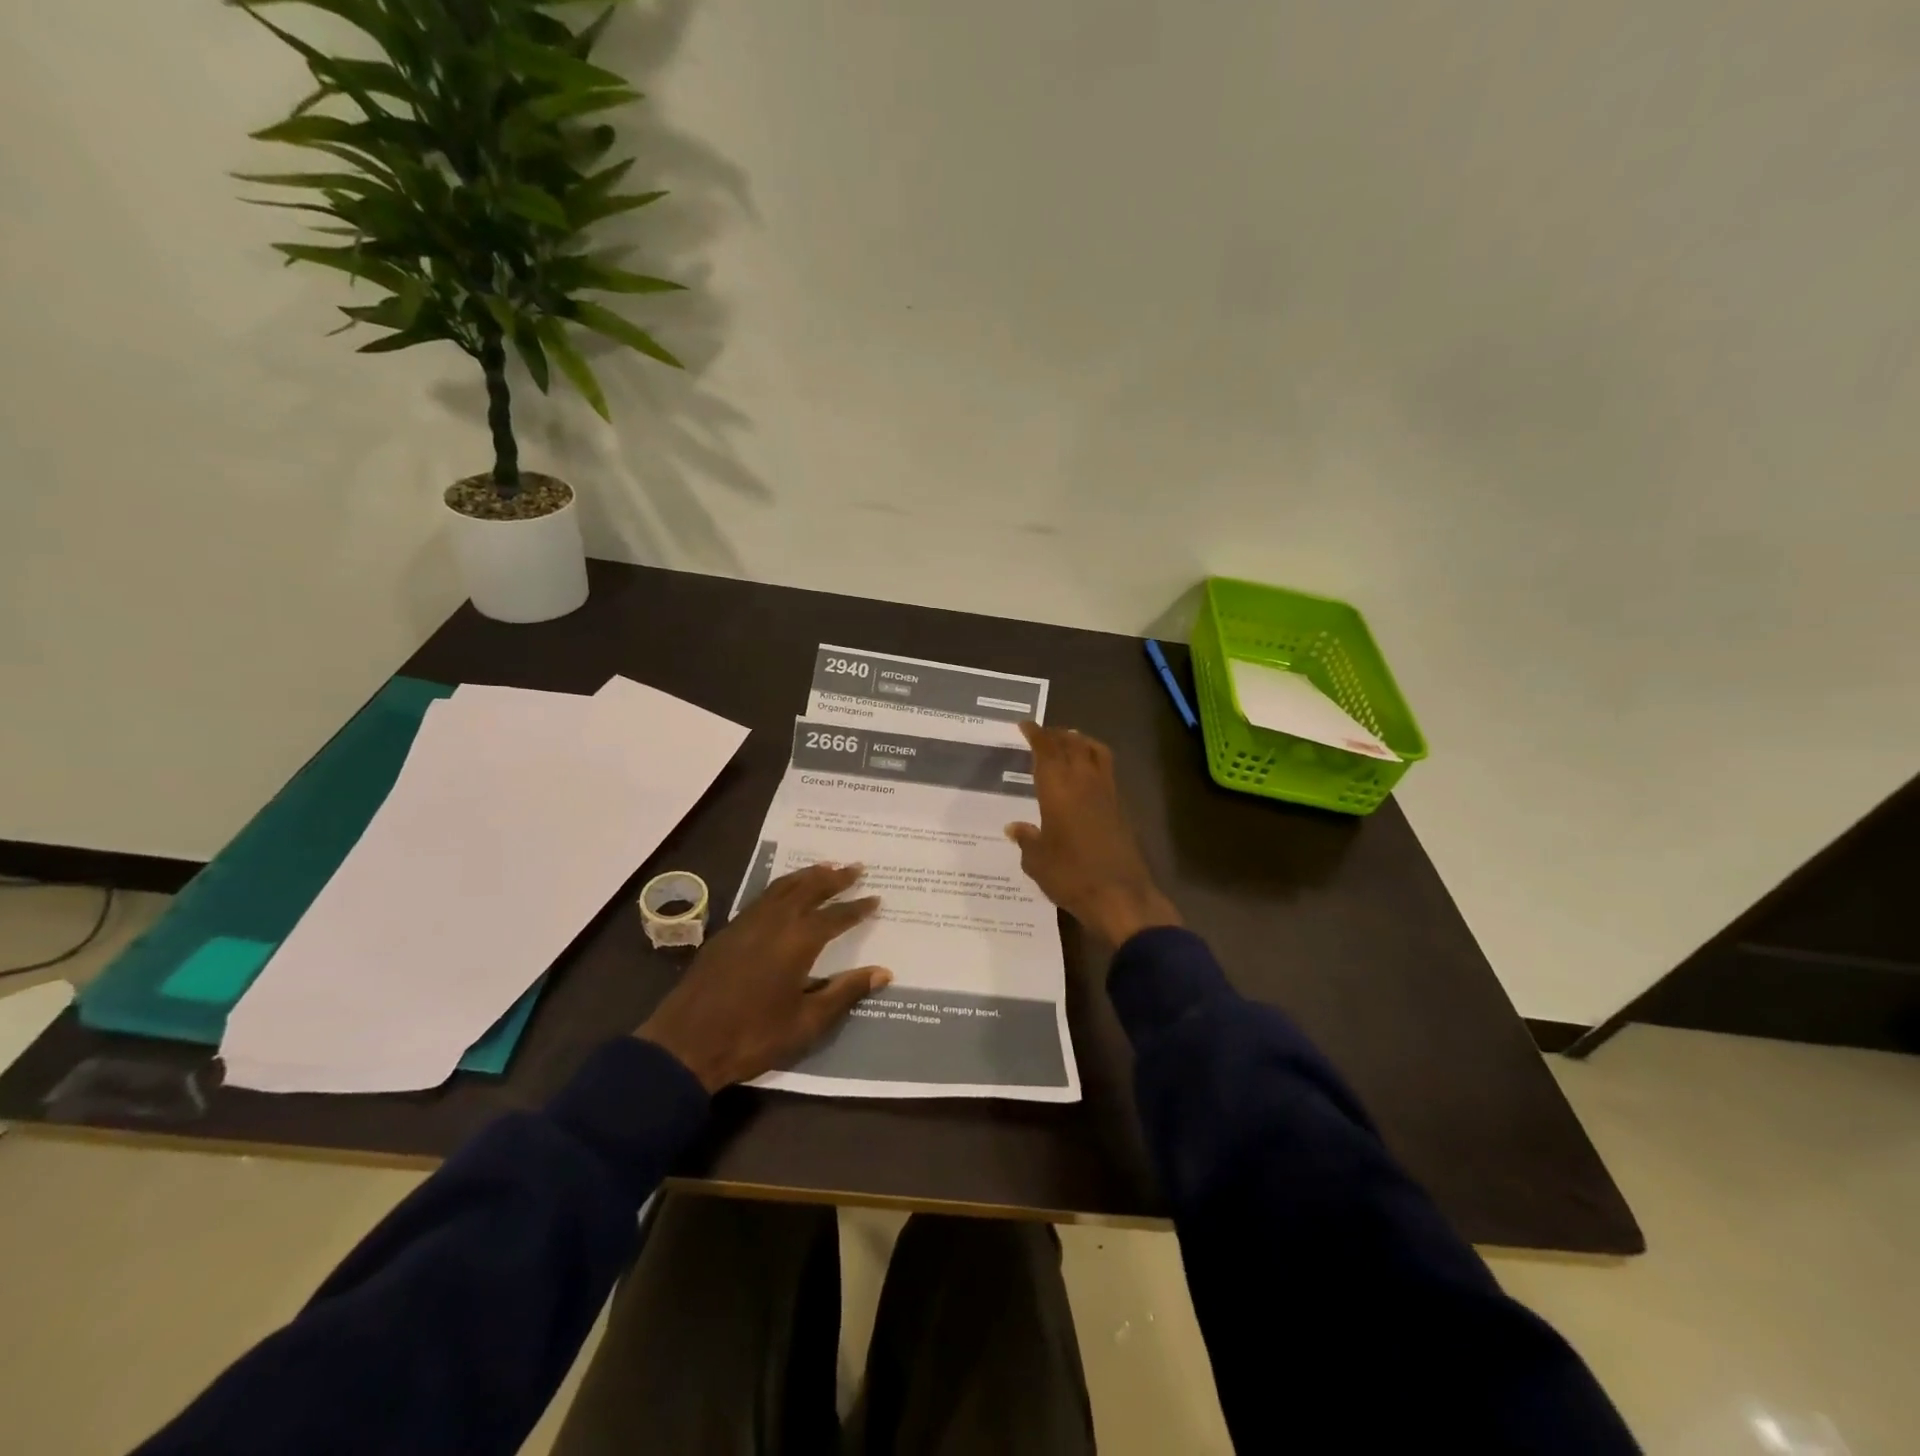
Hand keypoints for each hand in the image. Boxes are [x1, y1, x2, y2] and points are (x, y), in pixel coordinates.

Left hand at [637, 863, 891, 1092]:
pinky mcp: (728, 931)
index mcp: (798, 941)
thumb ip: (845, 992)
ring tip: (826, 867)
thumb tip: (883, 972)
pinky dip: (783, 886)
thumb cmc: (753, 1036)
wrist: (685, 1044)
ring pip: (783, 887)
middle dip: (835, 877)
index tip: (876, 898)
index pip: (836, 916)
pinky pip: (763, 896)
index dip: (857, 907)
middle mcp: (775, 922)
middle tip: (855, 867)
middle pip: (809, 889)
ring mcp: (748, 923)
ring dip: (807, 875)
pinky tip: (786, 892)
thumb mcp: (807, 1022)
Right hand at [1005, 722, 1180, 946]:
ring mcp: (1107, 793)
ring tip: (1069, 742)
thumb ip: (1026, 839)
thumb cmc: (1070, 876)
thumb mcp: (1037, 861)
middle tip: (1043, 733)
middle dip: (1056, 735)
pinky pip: (1107, 771)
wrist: (1119, 896)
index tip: (1025, 726)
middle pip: (1072, 745)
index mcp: (1058, 789)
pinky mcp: (1122, 808)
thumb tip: (1015, 827)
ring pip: (1095, 752)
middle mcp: (1084, 782)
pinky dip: (1095, 761)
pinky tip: (1087, 775)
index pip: (1046, 750)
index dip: (1036, 734)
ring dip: (1080, 742)